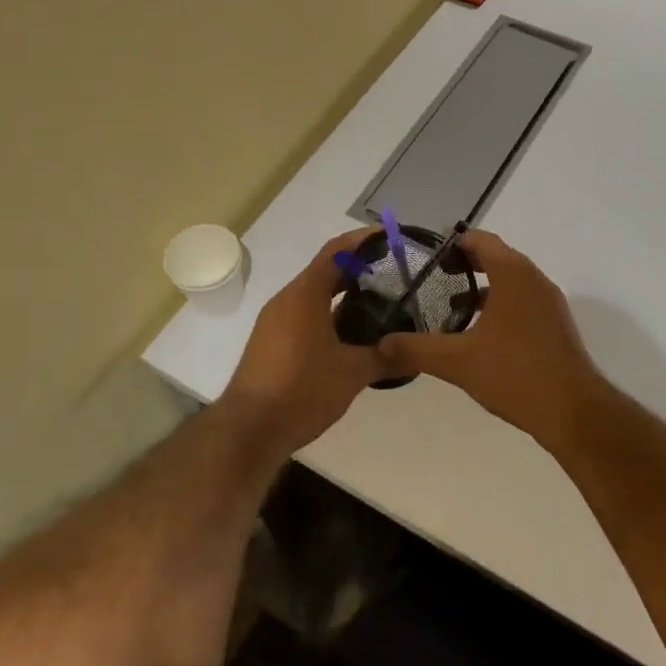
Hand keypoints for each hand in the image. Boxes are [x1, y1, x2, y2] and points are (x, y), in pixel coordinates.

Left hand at [220, 229, 385, 455]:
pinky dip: (328, 314)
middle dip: (357, 268)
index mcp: (305, 295)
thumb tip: (415, 353)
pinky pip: (304, 315)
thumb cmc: (302, 390)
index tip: (388, 236)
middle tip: (393, 271)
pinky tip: (351, 334)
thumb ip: (385, 357)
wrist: (250, 429)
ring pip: (313, 295)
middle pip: (324, 271)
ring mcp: (275, 321)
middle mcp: (287, 300)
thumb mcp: (353, 373)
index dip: (362, 240)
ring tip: (378, 301)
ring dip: (342, 293)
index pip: (335, 252)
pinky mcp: (270, 342)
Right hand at [375, 230, 607, 447]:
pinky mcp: (555, 325)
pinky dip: (499, 305)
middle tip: (431, 278)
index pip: (480, 240)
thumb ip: (416, 349)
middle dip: (464, 264)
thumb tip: (381, 344)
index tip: (426, 256)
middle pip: (496, 257)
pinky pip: (522, 301)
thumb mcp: (457, 361)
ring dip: (483, 286)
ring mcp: (549, 303)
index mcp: (513, 274)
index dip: (452, 243)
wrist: (572, 412)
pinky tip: (479, 333)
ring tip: (450, 306)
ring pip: (510, 281)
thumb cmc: (515, 374)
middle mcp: (534, 280)